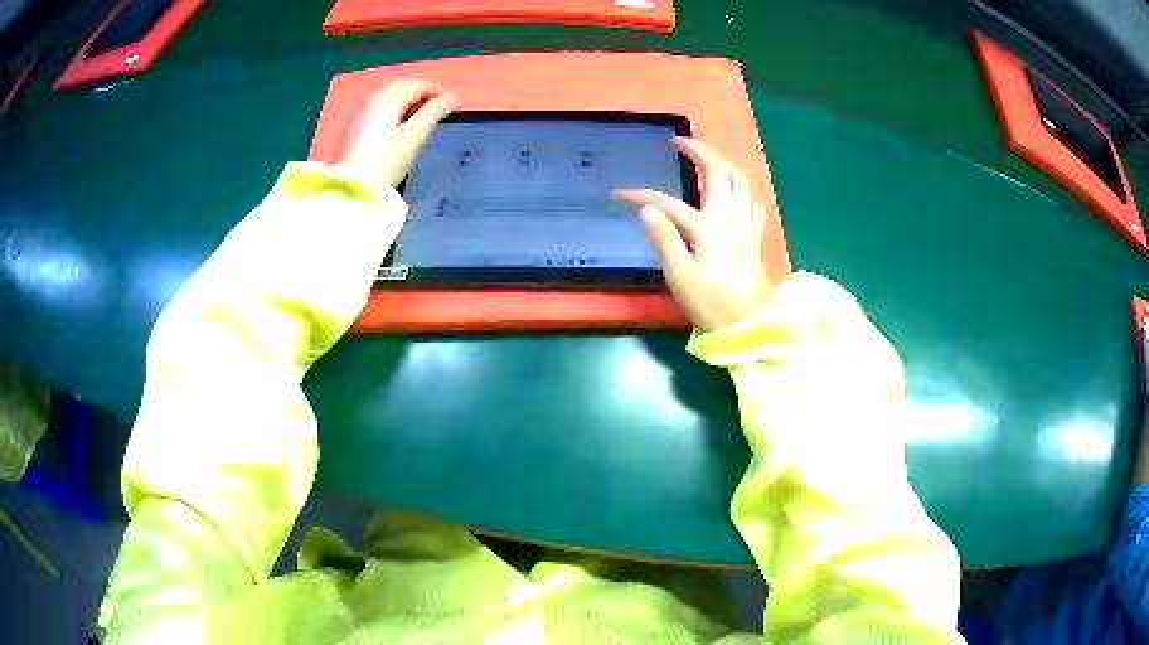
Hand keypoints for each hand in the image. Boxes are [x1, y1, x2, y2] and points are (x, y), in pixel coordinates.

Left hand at [338, 79, 456, 185]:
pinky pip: (381, 107)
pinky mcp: (359, 130)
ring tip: (421, 111)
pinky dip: (396, 106)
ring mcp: (365, 116)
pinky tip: (400, 121)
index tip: (450, 102)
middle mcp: (375, 103)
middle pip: (401, 85)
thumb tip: (451, 98)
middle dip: (421, 89)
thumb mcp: (414, 137)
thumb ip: (433, 114)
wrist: (355, 188)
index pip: (416, 85)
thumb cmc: (387, 162)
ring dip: (408, 96)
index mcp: (389, 102)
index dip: (436, 89)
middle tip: (437, 103)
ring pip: (389, 94)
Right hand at [615, 137, 772, 331]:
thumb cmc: (711, 305)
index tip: (619, 195)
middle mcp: (729, 218)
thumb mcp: (680, 276)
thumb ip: (664, 239)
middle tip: (678, 141)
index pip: (668, 202)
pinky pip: (754, 201)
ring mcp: (746, 225)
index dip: (641, 195)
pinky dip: (743, 187)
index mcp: (707, 227)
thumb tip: (647, 208)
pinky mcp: (755, 237)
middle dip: (698, 150)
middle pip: (717, 171)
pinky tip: (736, 189)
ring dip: (723, 162)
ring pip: (740, 180)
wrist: (748, 326)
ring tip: (707, 156)